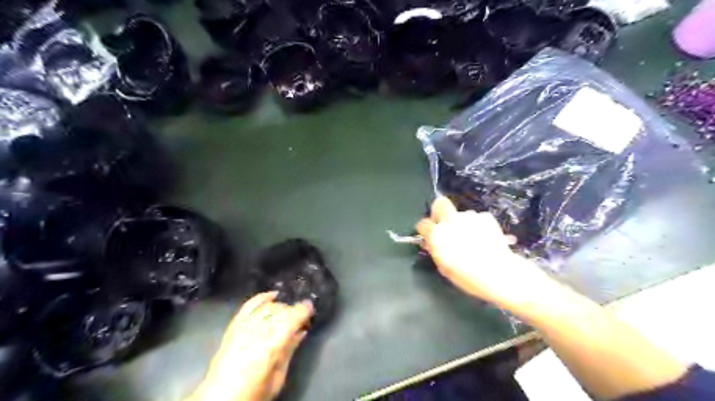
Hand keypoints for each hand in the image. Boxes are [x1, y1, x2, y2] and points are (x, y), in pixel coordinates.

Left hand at [190, 291, 313, 400]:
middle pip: (279, 311)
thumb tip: (301, 332)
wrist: (218, 400)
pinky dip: (261, 298)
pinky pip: (248, 306)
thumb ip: (289, 351)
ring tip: (288, 312)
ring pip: (266, 307)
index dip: (303, 310)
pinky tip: (271, 295)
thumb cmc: (253, 393)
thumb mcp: (277, 378)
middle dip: (293, 310)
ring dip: (280, 307)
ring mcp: (242, 328)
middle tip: (301, 316)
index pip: (290, 319)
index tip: (311, 306)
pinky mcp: (233, 328)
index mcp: (269, 348)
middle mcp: (255, 333)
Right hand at [418, 197, 555, 310]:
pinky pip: (477, 219)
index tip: (427, 234)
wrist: (500, 273)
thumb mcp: (445, 268)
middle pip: (440, 204)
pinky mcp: (486, 217)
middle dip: (438, 210)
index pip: (423, 224)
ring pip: (461, 215)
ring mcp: (470, 217)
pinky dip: (478, 226)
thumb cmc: (468, 276)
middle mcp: (451, 221)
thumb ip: (435, 251)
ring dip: (462, 223)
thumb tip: (430, 242)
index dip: (424, 229)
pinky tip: (484, 239)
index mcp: (437, 234)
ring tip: (472, 239)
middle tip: (444, 224)